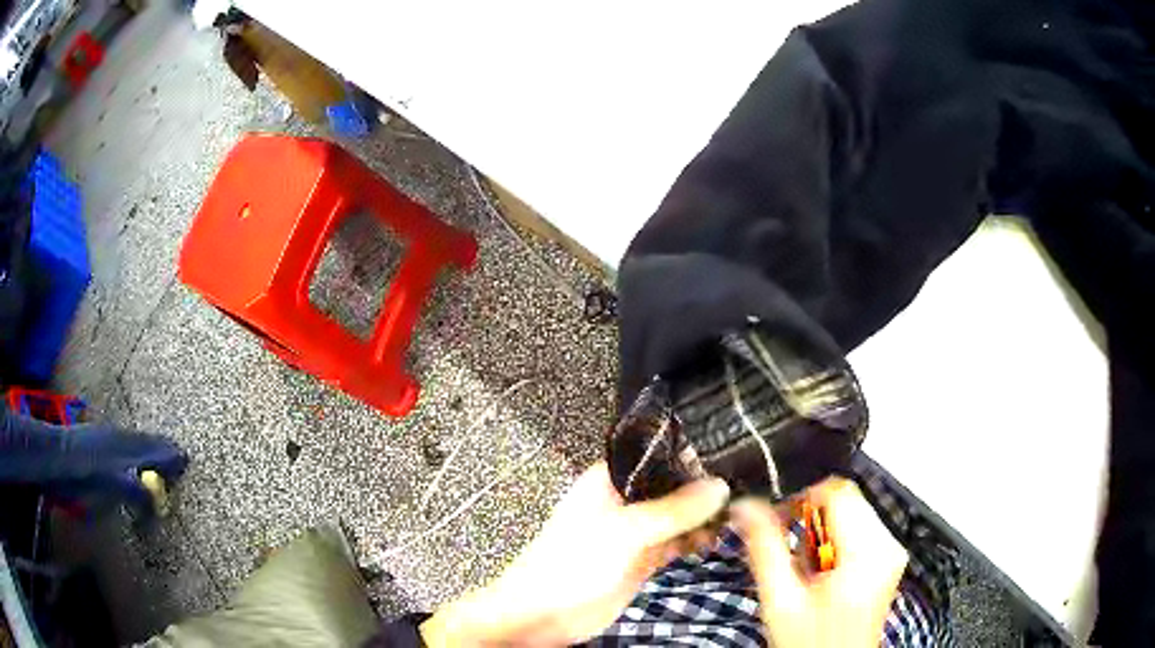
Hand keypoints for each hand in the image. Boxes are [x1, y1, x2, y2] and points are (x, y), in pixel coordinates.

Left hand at [421, 461, 729, 645]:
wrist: (543, 615)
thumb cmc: (571, 563)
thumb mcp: (625, 531)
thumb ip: (673, 510)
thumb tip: (719, 486)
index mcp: (609, 480)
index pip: (656, 455)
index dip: (691, 454)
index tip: (732, 453)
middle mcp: (624, 500)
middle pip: (671, 486)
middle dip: (703, 488)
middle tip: (745, 488)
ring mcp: (634, 531)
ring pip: (677, 516)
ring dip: (703, 517)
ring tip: (736, 516)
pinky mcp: (642, 559)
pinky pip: (675, 543)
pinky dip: (694, 541)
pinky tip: (714, 541)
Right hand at [732, 478, 907, 647]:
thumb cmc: (807, 642)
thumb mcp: (780, 600)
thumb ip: (765, 549)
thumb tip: (744, 506)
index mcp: (866, 551)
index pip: (837, 491)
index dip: (801, 499)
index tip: (776, 524)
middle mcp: (888, 544)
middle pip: (847, 500)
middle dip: (812, 520)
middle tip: (790, 556)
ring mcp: (892, 551)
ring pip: (853, 512)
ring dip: (823, 532)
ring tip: (806, 570)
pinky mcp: (889, 560)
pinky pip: (861, 529)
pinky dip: (836, 542)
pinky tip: (822, 573)